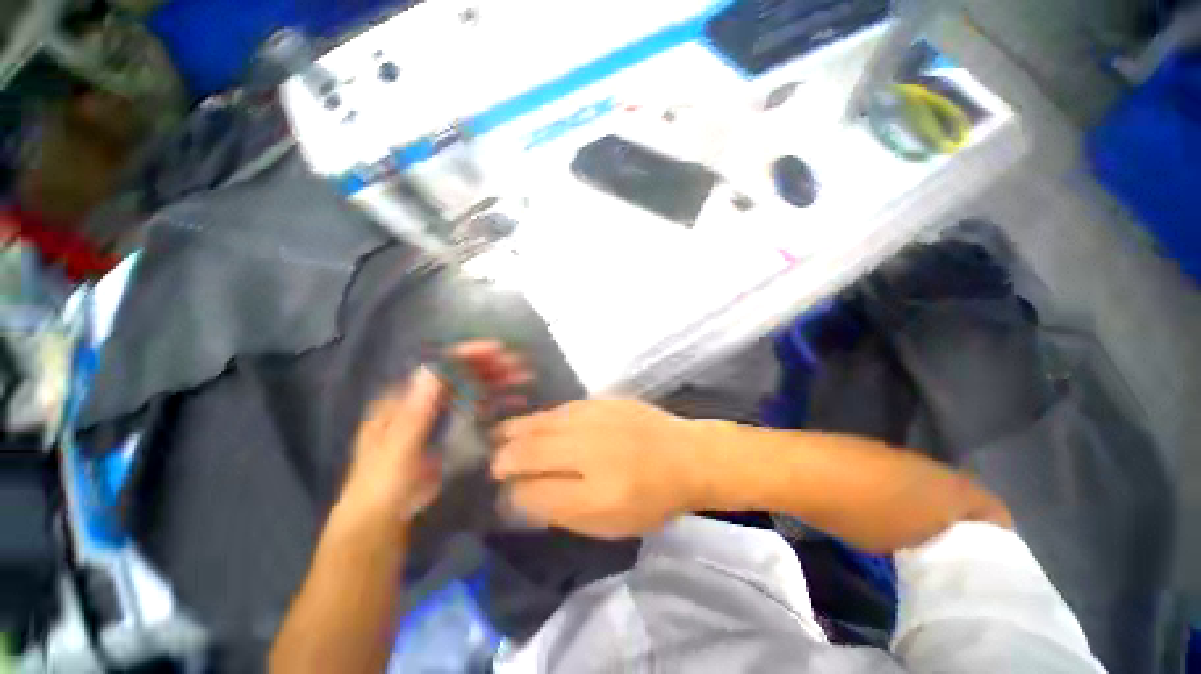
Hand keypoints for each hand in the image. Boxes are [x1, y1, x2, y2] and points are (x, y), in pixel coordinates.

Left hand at [337, 341, 530, 530]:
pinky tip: (517, 400)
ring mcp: (441, 413)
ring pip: (473, 388)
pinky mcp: (453, 429)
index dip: (468, 354)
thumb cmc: (384, 482)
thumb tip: (433, 367)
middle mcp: (425, 398)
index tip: (498, 349)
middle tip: (520, 363)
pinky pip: (478, 408)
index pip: (440, 365)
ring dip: (498, 380)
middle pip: (461, 373)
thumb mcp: (398, 448)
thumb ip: (415, 410)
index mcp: (405, 396)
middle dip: (491, 365)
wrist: (383, 518)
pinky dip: (497, 401)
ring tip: (525, 376)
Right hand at [492, 399, 703, 538]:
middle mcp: (592, 453)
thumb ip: (564, 513)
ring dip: (516, 432)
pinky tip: (531, 422)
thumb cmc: (653, 499)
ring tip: (500, 437)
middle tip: (495, 464)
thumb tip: (525, 497)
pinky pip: (560, 409)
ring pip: (541, 424)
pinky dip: (540, 417)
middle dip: (505, 459)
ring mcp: (597, 421)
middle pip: (531, 453)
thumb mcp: (610, 525)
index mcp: (596, 496)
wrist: (687, 455)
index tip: (507, 494)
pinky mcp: (603, 402)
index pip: (534, 493)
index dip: (514, 495)